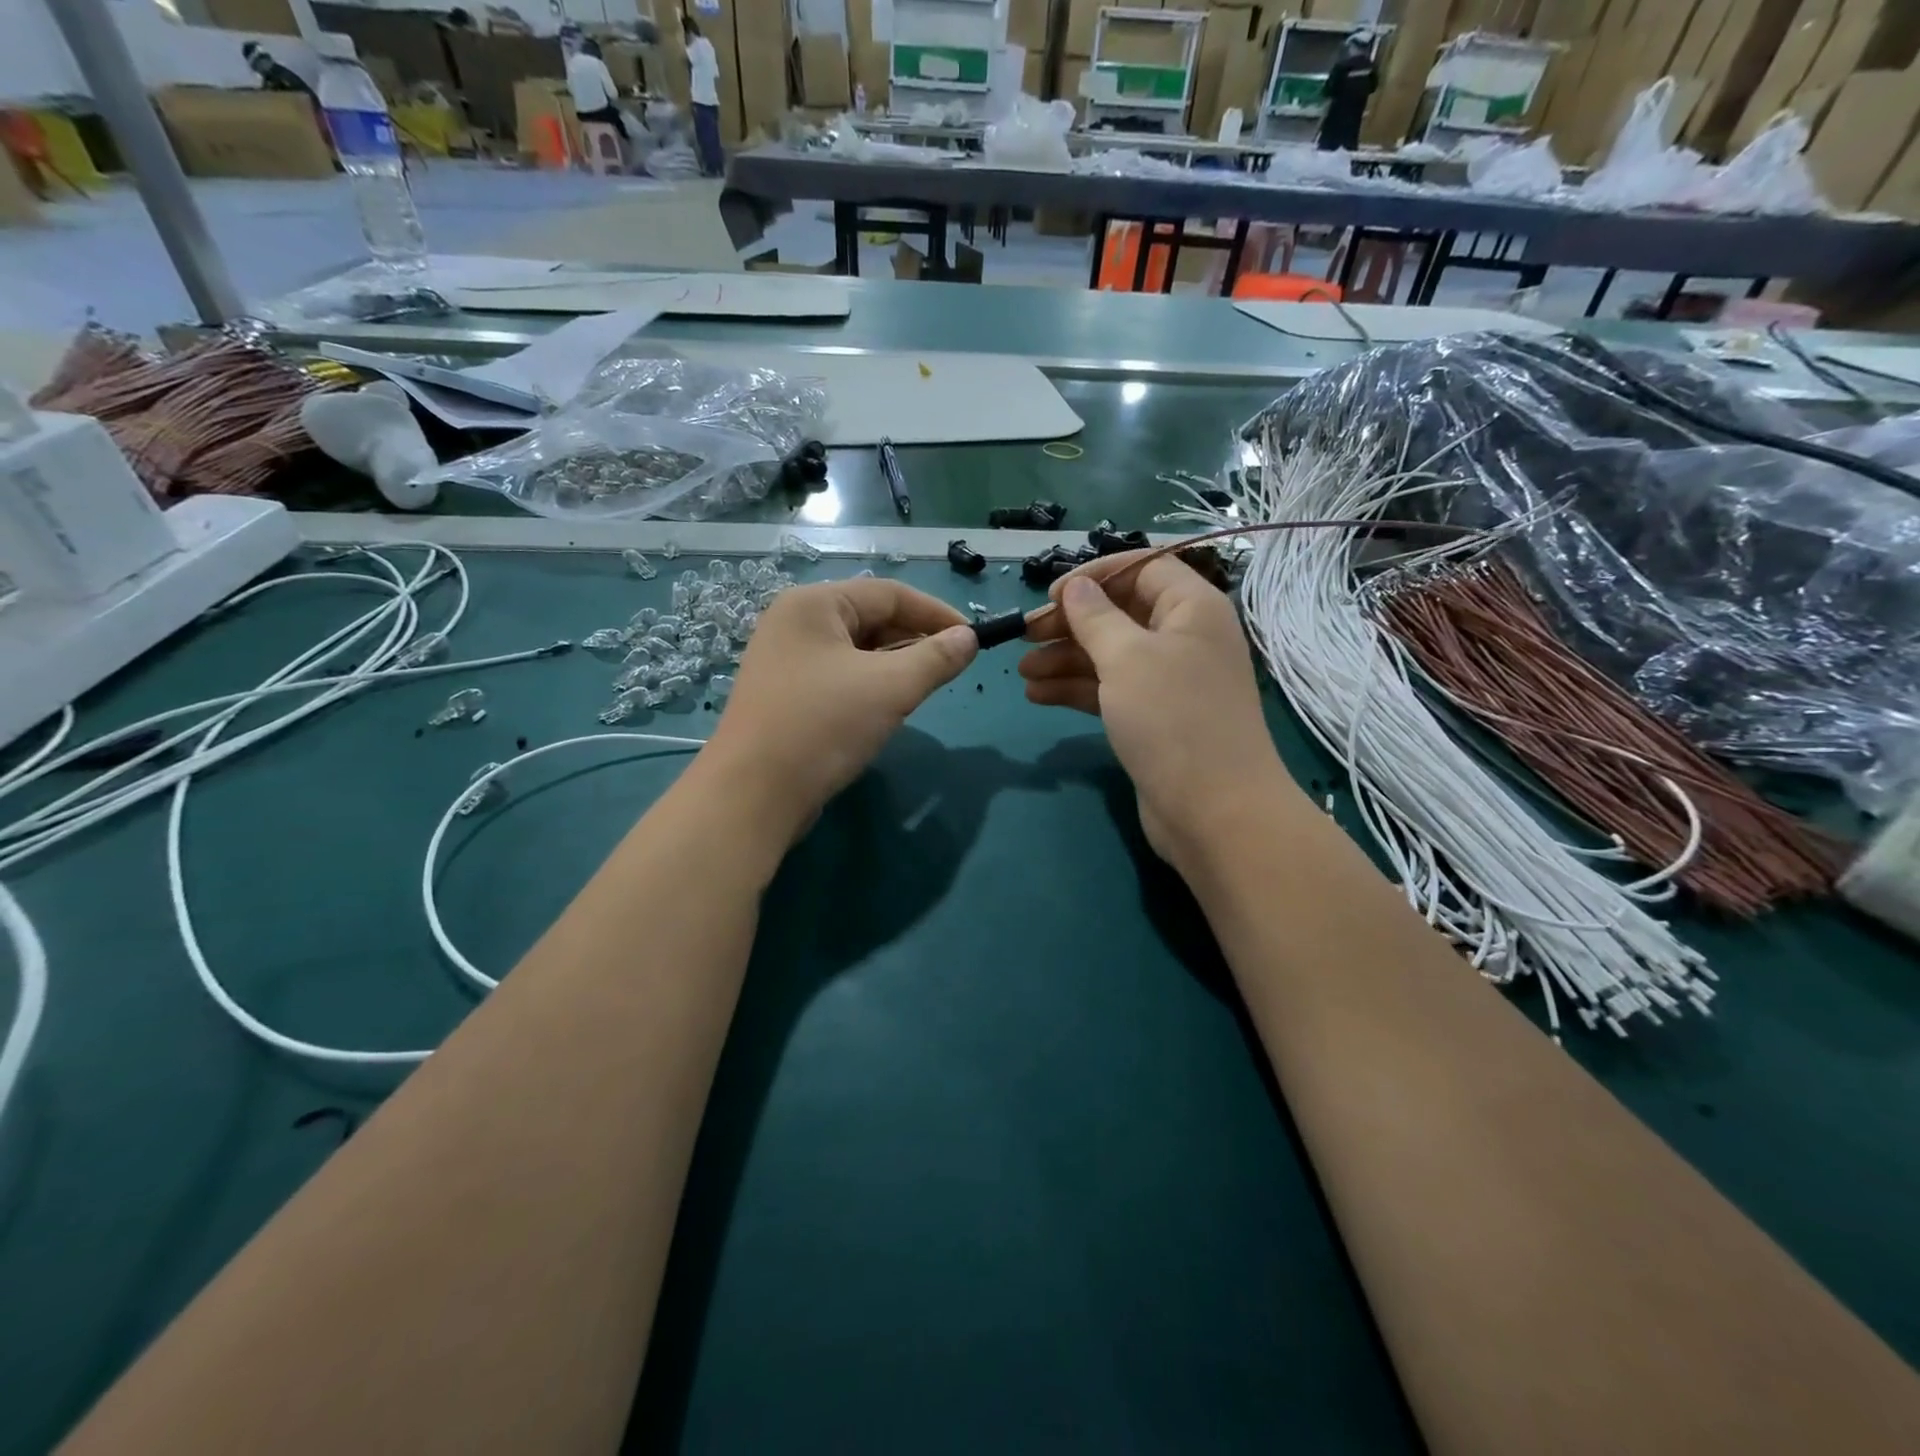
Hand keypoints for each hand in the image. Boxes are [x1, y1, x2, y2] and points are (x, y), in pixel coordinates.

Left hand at [706, 577, 975, 841]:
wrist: (752, 795)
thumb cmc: (823, 726)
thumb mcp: (890, 688)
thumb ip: (936, 658)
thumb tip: (969, 638)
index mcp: (814, 604)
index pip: (889, 594)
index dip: (936, 613)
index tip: (973, 639)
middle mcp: (795, 623)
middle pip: (871, 619)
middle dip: (915, 641)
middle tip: (949, 669)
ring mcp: (786, 661)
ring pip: (857, 651)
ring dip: (894, 666)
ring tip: (923, 689)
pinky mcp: (786, 695)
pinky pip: (840, 677)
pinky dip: (870, 686)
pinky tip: (887, 709)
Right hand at [1020, 552, 1287, 866]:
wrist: (1213, 811)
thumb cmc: (1172, 719)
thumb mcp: (1127, 658)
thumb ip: (1095, 617)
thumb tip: (1076, 586)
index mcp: (1192, 608)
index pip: (1142, 569)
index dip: (1095, 575)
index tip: (1051, 594)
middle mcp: (1184, 637)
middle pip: (1120, 613)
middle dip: (1070, 623)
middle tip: (1025, 635)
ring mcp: (1170, 681)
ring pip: (1110, 655)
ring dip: (1065, 659)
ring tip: (1022, 671)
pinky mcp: (1154, 718)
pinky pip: (1111, 690)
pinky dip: (1076, 689)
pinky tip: (1038, 696)